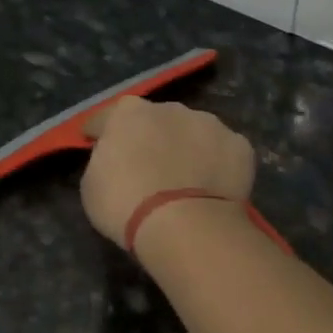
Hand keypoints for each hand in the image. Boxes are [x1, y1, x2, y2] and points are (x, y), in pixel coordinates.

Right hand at [80, 96, 255, 246]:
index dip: (100, 132)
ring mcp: (210, 124)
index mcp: (128, 112)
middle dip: (152, 139)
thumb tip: (116, 158)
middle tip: (150, 169)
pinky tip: (214, 189)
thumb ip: (104, 161)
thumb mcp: (92, 185)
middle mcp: (171, 108)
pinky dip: (218, 166)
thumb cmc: (125, 205)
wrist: (184, 225)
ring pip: (194, 133)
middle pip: (157, 121)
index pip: (107, 117)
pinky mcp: (239, 146)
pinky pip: (223, 153)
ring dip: (188, 149)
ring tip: (188, 181)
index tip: (96, 144)